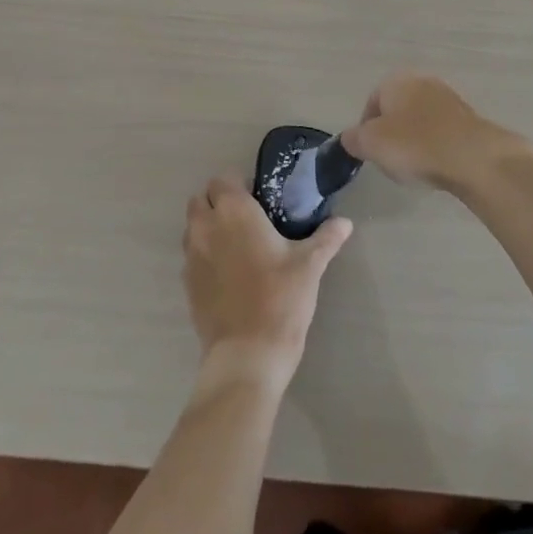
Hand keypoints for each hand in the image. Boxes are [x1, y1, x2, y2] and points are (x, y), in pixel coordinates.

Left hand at [183, 178, 351, 391]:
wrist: (248, 354)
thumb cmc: (280, 298)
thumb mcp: (310, 265)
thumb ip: (327, 238)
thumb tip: (345, 222)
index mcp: (234, 212)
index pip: (223, 179)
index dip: (239, 184)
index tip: (260, 199)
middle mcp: (206, 227)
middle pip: (201, 199)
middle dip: (219, 202)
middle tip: (248, 219)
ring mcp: (191, 257)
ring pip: (192, 227)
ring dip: (208, 227)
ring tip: (238, 245)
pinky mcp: (187, 285)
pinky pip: (191, 257)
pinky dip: (204, 256)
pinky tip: (229, 274)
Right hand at [340, 72, 529, 193]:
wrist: (472, 156)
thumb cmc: (414, 145)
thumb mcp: (370, 144)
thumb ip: (353, 139)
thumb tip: (350, 138)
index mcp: (396, 81)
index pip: (371, 103)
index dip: (366, 130)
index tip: (370, 153)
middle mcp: (422, 82)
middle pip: (397, 110)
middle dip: (391, 134)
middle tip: (391, 160)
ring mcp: (448, 98)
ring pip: (420, 120)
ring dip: (414, 141)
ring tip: (415, 167)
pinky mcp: (468, 117)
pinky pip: (441, 131)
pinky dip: (435, 146)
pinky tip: (437, 165)